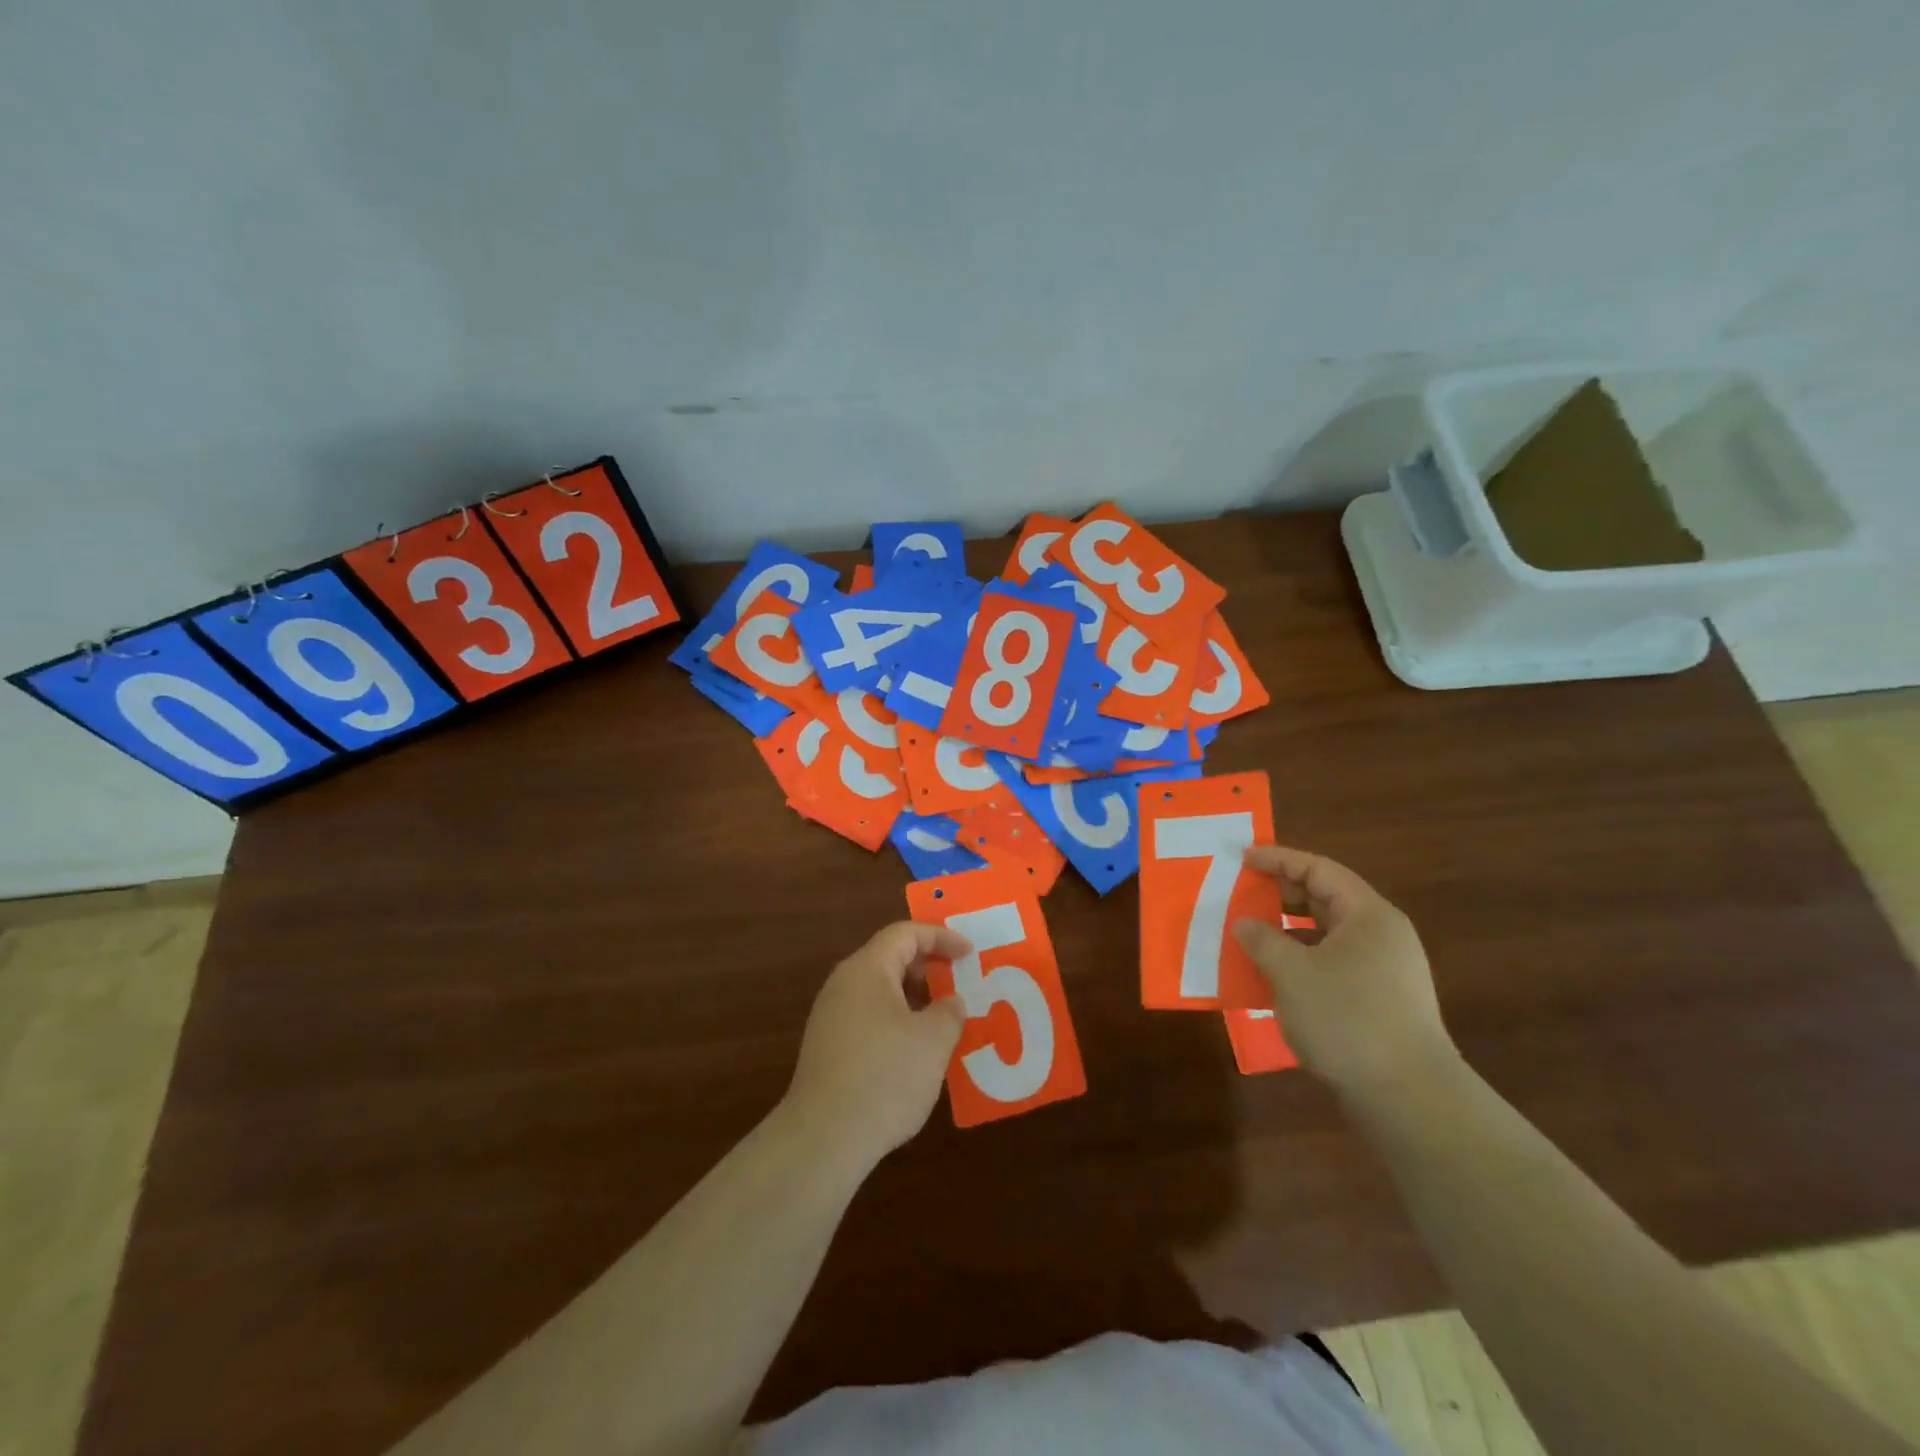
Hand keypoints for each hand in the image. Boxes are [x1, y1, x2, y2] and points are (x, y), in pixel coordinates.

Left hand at [783, 922, 969, 1169]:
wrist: (824, 1138)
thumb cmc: (885, 1076)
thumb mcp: (933, 1040)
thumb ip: (949, 1012)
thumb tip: (950, 1002)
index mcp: (867, 969)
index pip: (905, 934)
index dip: (941, 937)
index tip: (970, 954)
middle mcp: (843, 985)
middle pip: (889, 958)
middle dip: (928, 967)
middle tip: (959, 982)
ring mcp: (830, 1017)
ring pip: (879, 991)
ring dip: (914, 998)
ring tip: (943, 1020)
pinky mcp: (828, 1049)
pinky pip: (869, 1018)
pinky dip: (897, 1021)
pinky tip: (915, 1053)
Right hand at [1233, 846, 1456, 1103]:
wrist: (1409, 1098)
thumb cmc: (1348, 1020)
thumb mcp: (1292, 973)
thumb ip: (1262, 940)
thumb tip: (1245, 923)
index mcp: (1368, 915)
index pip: (1319, 870)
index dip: (1278, 860)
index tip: (1242, 858)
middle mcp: (1381, 935)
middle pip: (1325, 899)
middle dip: (1281, 894)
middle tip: (1241, 894)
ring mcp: (1384, 970)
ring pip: (1327, 934)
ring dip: (1287, 930)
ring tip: (1251, 936)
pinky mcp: (1379, 1001)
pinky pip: (1331, 963)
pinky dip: (1300, 960)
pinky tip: (1274, 977)